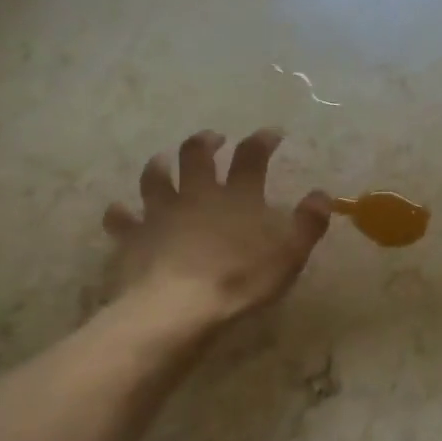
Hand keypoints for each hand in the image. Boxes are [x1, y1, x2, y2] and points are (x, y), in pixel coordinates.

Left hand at [102, 129, 331, 326]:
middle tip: (213, 139)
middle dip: (205, 142)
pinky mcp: (132, 237)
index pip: (252, 156)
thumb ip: (308, 223)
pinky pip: (121, 218)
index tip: (272, 133)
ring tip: (162, 161)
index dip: (262, 140)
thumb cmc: (241, 279)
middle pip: (196, 155)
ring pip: (155, 177)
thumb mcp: (290, 254)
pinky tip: (120, 211)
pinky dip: (121, 213)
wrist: (178, 307)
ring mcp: (160, 213)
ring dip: (159, 165)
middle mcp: (196, 194)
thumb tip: (321, 194)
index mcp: (237, 196)